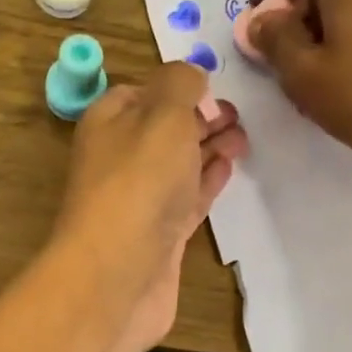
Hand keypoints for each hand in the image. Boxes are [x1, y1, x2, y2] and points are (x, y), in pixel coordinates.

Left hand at [47, 64, 248, 351]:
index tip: (213, 89)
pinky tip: (227, 169)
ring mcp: (139, 201)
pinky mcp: (159, 236)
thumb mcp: (163, 114)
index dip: (178, 88)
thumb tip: (191, 77)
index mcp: (108, 122)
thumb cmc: (139, 182)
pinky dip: (207, 181)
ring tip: (243, 139)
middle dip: (200, 118)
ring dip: (209, 148)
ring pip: (178, 165)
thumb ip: (181, 85)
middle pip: (163, 130)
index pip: (142, 93)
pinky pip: (186, 199)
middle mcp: (119, 159)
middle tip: (238, 117)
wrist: (117, 273)